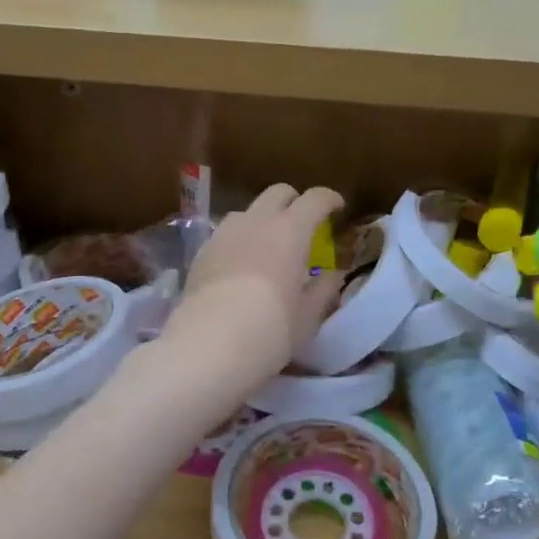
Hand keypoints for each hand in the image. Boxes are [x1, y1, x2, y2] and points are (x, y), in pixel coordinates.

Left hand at [160, 183, 345, 397]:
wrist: (209, 345)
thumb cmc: (271, 330)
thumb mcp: (308, 316)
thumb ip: (323, 290)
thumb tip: (332, 275)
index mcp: (291, 231)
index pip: (315, 199)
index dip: (329, 199)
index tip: (337, 208)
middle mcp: (256, 222)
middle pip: (278, 193)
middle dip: (294, 201)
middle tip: (303, 224)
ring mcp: (224, 233)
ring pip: (248, 211)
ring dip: (263, 219)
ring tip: (268, 245)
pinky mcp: (201, 252)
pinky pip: (226, 234)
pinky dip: (240, 240)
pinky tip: (241, 265)